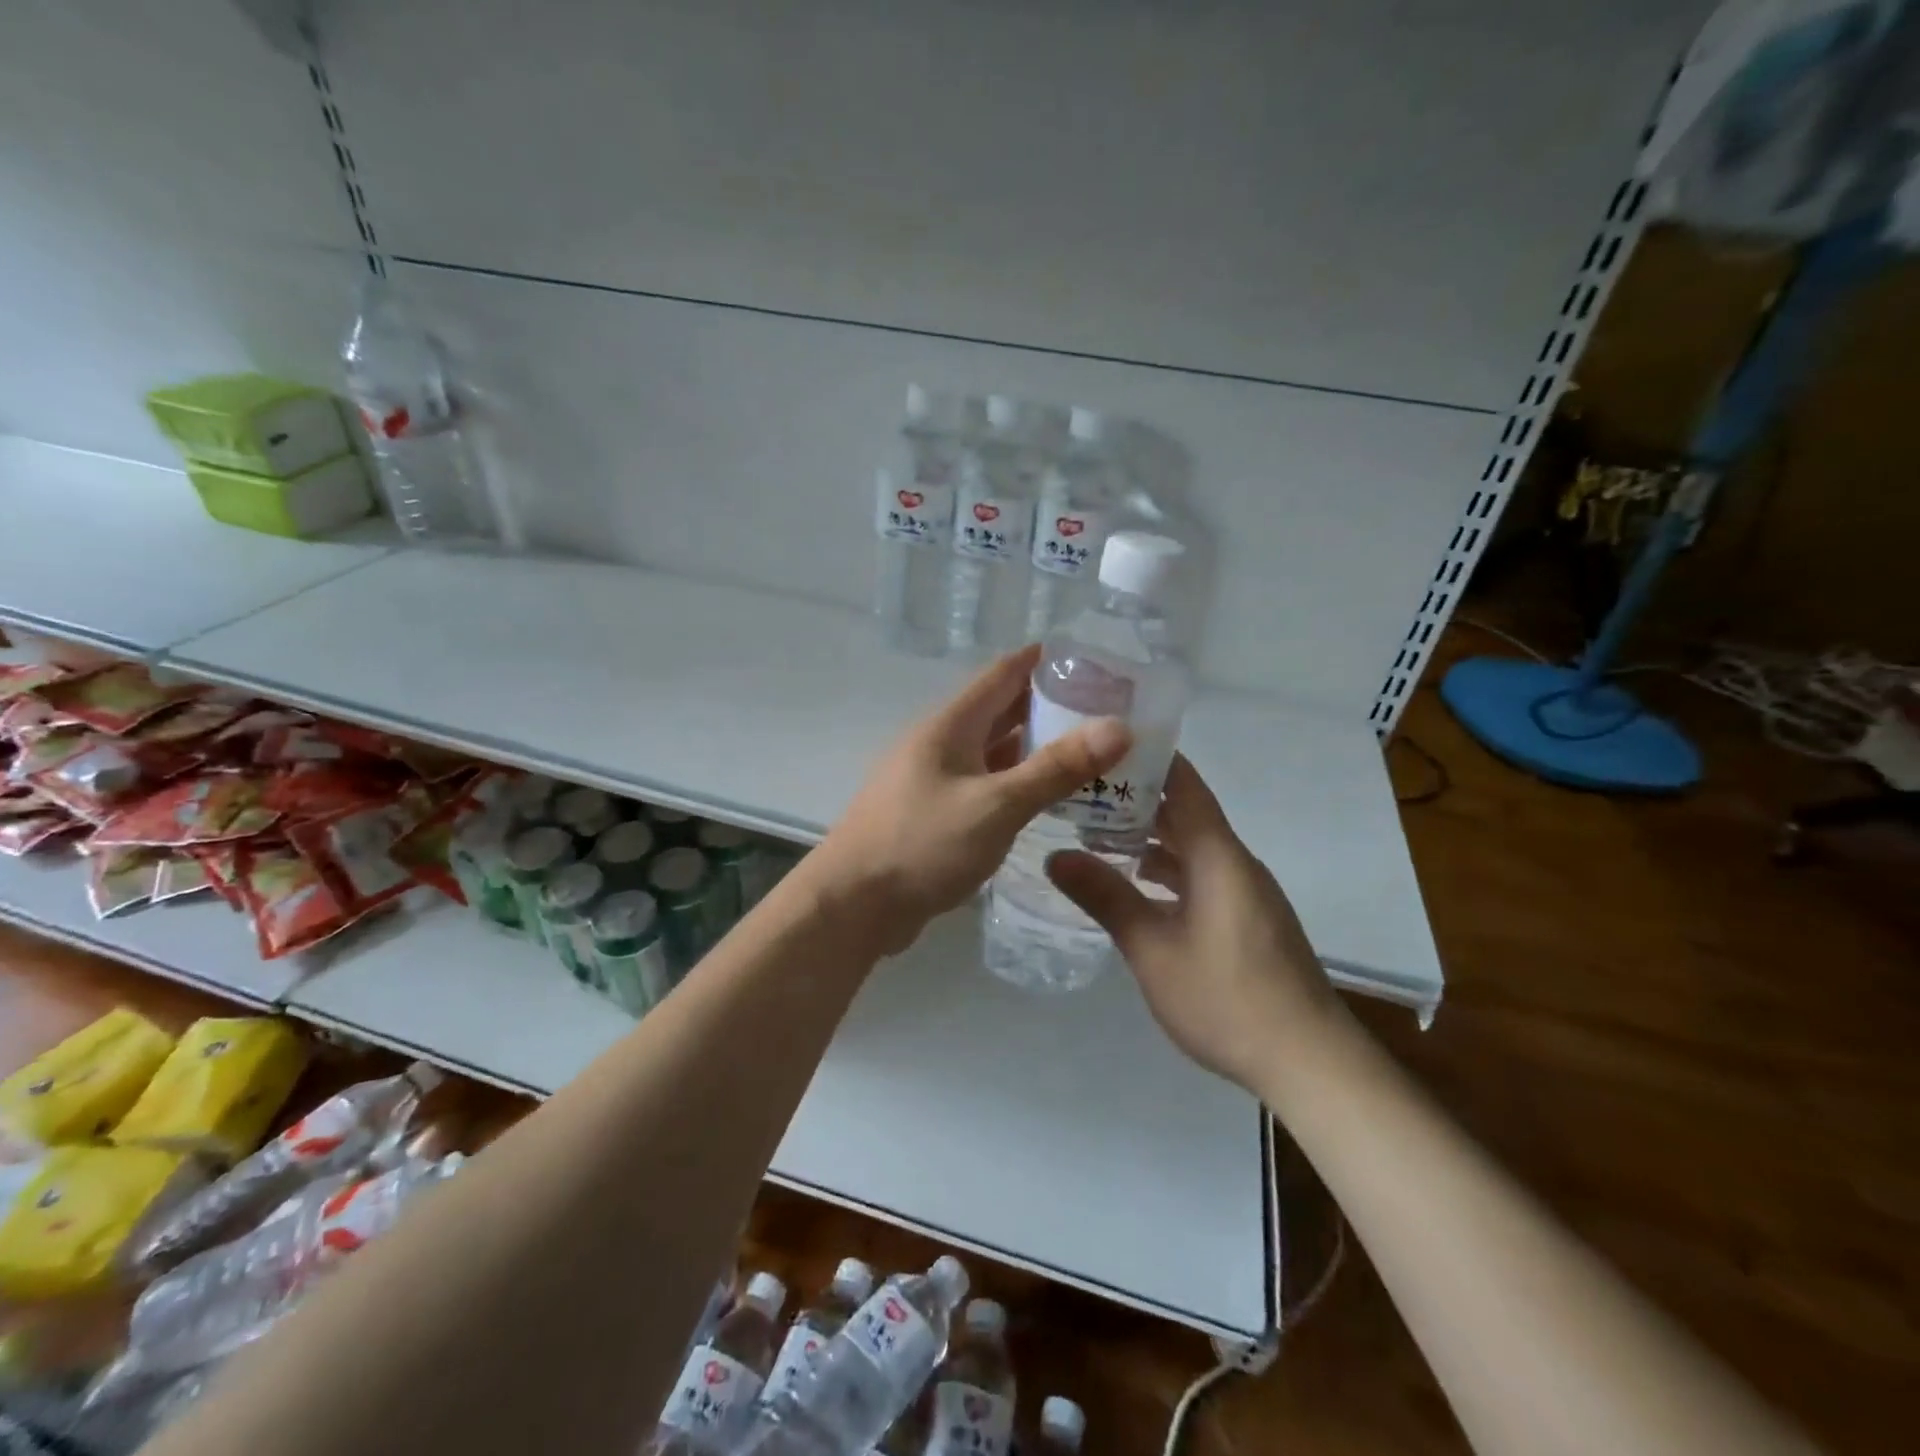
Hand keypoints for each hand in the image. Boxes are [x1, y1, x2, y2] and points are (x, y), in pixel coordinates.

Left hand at [808, 645, 1131, 956]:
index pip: (1004, 673)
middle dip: (1050, 706)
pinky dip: (1016, 783)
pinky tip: (1046, 797)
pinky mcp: (934, 813)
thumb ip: (1056, 768)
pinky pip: (984, 785)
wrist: (853, 904)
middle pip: (1001, 711)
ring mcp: (934, 779)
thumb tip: (1119, 727)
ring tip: (1089, 752)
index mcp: (951, 725)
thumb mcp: (997, 805)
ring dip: (1035, 748)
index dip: (1045, 661)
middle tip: (1106, 711)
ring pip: (994, 751)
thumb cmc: (922, 844)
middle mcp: (941, 743)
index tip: (1094, 660)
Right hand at [1047, 755, 1345, 1092]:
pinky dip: (1168, 871)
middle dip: (1137, 800)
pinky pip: (1202, 876)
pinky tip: (1136, 888)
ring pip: (1192, 848)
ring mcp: (1245, 893)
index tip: (1104, 745)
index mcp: (1218, 856)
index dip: (1150, 759)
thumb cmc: (1226, 999)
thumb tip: (1054, 855)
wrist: (1308, 1062)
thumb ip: (1106, 897)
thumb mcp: (1153, 949)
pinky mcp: (1248, 920)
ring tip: (1096, 835)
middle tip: (1081, 792)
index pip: (1186, 785)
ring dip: (1150, 839)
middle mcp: (1235, 863)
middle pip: (1186, 814)